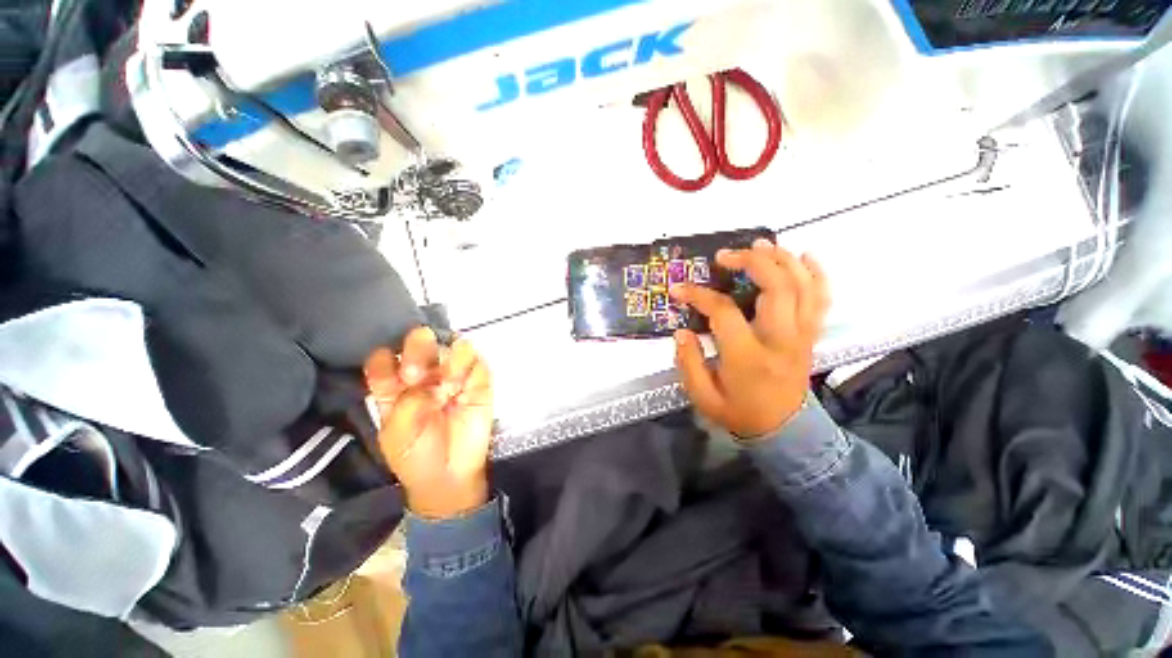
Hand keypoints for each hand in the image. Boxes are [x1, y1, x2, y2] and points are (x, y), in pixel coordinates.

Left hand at [364, 327, 494, 518]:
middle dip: (418, 348)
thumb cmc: (415, 456)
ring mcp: (454, 377)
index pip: (385, 360)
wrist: (450, 476)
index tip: (393, 375)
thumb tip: (427, 382)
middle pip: (421, 344)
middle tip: (416, 373)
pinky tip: (464, 386)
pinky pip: (479, 363)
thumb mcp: (395, 435)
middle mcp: (425, 375)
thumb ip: (404, 404)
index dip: (385, 359)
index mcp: (396, 386)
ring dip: (450, 358)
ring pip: (455, 346)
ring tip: (448, 383)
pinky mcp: (479, 383)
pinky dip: (471, 368)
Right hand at [671, 239, 829, 437]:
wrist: (784, 430)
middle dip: (751, 262)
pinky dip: (816, 273)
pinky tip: (803, 256)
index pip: (724, 313)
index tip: (679, 289)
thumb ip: (688, 363)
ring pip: (803, 286)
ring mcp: (802, 335)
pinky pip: (821, 298)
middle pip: (777, 288)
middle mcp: (781, 340)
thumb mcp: (703, 397)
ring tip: (760, 245)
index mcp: (749, 357)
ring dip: (782, 259)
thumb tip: (681, 332)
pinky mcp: (811, 334)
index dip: (699, 296)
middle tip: (725, 256)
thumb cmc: (740, 412)